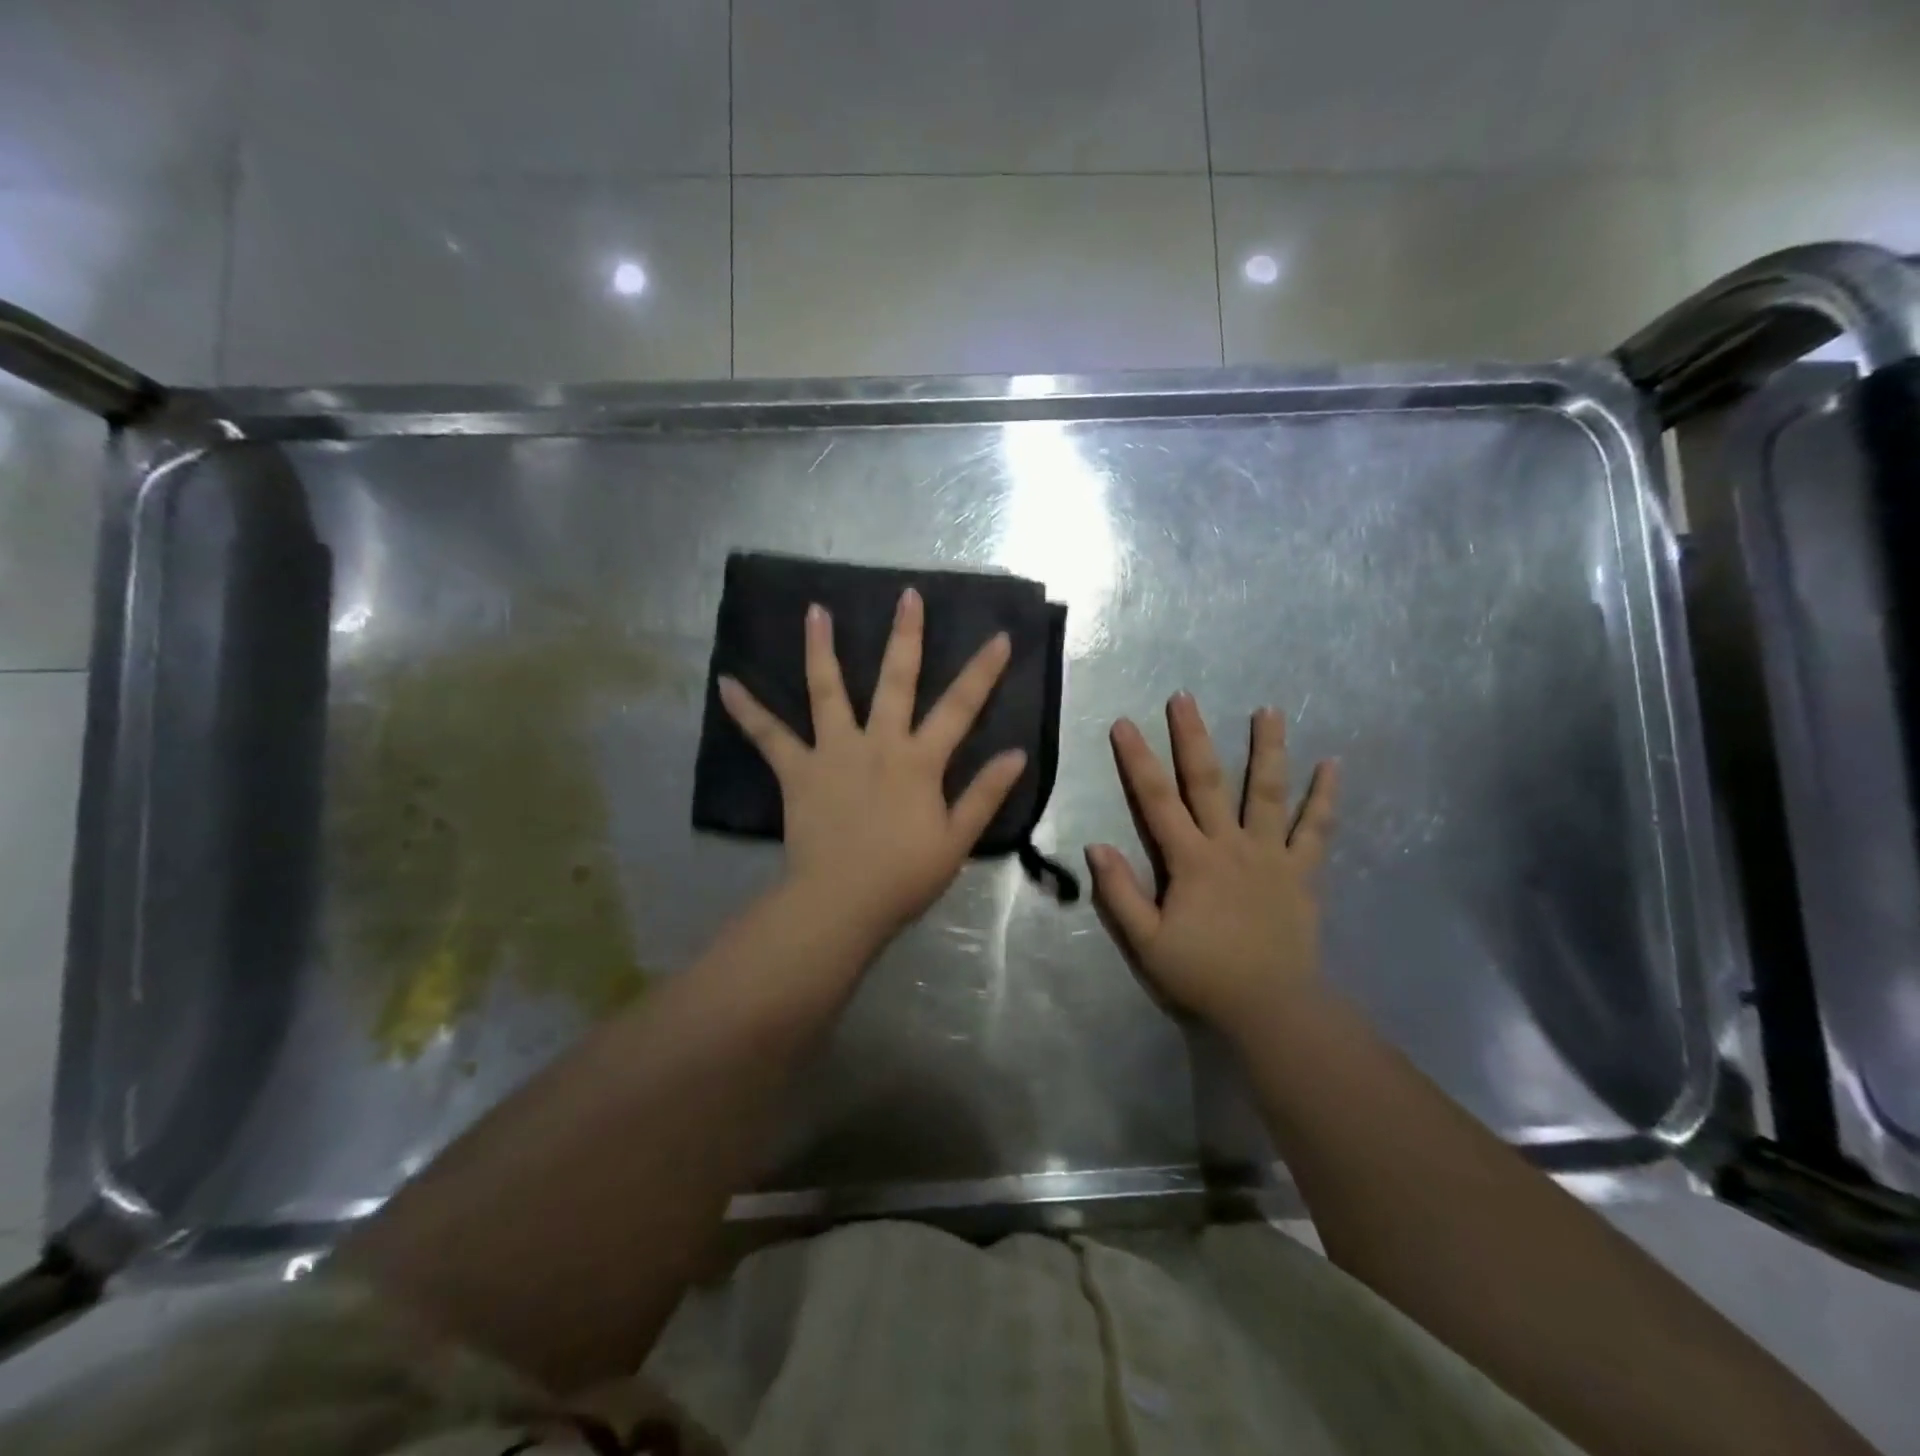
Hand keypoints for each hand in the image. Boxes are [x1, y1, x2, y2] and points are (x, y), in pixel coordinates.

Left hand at [718, 588, 1027, 939]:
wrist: (842, 903)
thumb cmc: (904, 875)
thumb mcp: (957, 839)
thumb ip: (985, 794)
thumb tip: (1015, 754)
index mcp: (919, 760)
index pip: (960, 707)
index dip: (983, 671)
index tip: (999, 636)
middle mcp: (878, 743)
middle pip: (896, 680)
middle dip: (905, 636)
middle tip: (907, 596)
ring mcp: (834, 752)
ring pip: (827, 691)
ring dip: (821, 649)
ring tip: (815, 611)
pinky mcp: (798, 771)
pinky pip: (769, 736)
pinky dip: (747, 710)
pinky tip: (726, 683)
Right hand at [1085, 694, 1337, 1030]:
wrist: (1271, 1007)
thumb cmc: (1203, 974)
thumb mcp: (1147, 942)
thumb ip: (1120, 893)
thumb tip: (1095, 846)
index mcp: (1190, 860)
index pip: (1156, 801)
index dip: (1137, 761)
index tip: (1124, 724)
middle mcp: (1230, 845)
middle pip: (1208, 782)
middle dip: (1193, 737)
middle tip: (1185, 697)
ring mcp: (1271, 855)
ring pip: (1268, 793)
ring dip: (1267, 749)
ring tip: (1269, 710)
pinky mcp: (1301, 872)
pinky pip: (1315, 829)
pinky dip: (1324, 797)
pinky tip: (1333, 765)